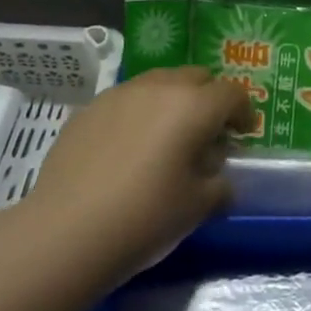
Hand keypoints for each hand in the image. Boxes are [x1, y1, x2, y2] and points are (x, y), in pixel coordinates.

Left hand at [25, 67, 248, 280]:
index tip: (242, 135)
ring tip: (166, 138)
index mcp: (194, 106)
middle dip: (208, 99)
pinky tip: (127, 150)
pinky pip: (125, 101)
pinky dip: (137, 115)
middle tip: (207, 133)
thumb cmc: (145, 217)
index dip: (243, 112)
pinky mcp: (88, 109)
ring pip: (158, 83)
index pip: (232, 94)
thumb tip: (217, 175)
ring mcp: (119, 94)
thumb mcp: (199, 207)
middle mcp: (159, 87)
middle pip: (195, 78)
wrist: (66, 232)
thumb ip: (219, 183)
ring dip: (171, 102)